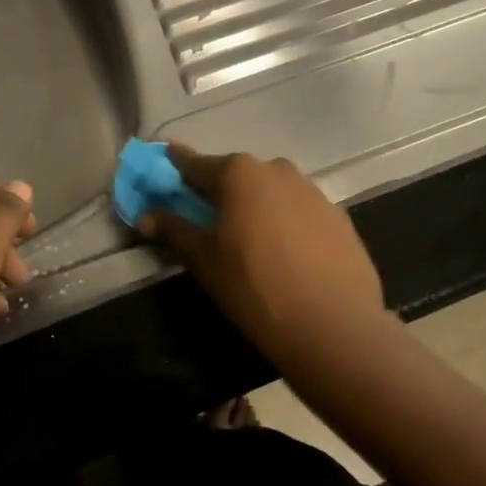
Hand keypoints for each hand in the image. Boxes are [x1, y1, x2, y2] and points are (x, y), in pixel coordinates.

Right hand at [140, 145, 387, 369]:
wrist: (333, 325)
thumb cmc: (254, 287)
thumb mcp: (203, 260)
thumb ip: (174, 230)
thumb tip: (147, 214)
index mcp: (238, 173)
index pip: (196, 165)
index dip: (177, 166)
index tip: (166, 160)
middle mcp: (276, 169)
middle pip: (237, 176)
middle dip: (221, 192)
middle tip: (209, 218)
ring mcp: (312, 191)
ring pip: (272, 192)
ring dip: (257, 207)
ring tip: (251, 242)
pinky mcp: (338, 216)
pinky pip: (300, 212)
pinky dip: (287, 224)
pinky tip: (287, 256)